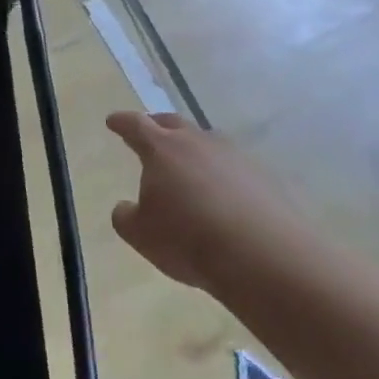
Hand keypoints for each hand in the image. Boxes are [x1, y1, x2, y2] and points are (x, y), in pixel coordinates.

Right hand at [106, 112, 297, 291]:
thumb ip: (126, 216)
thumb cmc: (189, 240)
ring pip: (207, 143)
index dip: (122, 123)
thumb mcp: (140, 234)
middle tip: (148, 131)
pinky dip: (223, 175)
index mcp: (162, 149)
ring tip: (188, 166)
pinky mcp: (265, 177)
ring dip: (194, 149)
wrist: (264, 257)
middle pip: (173, 124)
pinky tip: (224, 195)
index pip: (136, 125)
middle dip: (157, 125)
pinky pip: (235, 168)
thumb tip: (127, 207)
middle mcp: (198, 143)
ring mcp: (235, 157)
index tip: (113, 121)